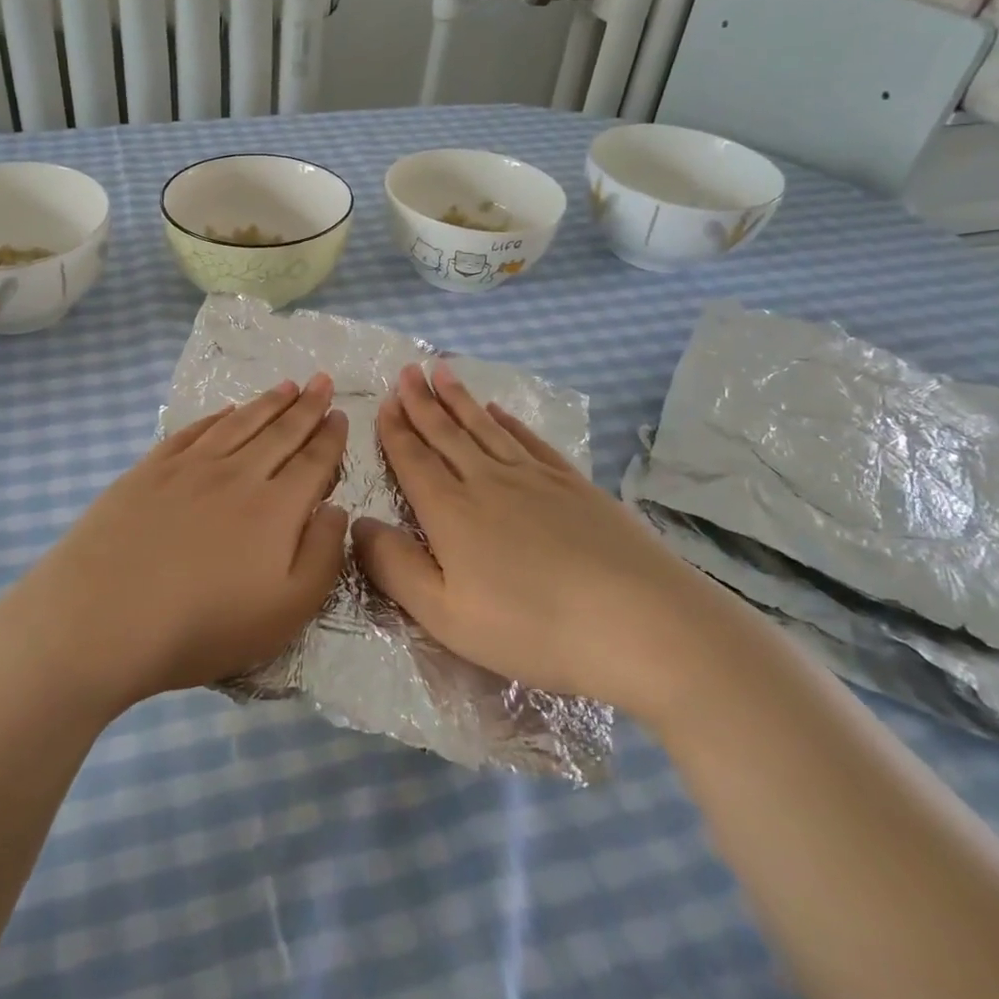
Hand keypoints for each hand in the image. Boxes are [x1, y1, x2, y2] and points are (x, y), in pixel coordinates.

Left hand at [13, 375, 348, 708]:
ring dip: (267, 402)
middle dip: (306, 406)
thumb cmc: (202, 625)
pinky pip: (194, 430)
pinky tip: (227, 410)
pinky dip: (217, 416)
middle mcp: (238, 474)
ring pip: (240, 423)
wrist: (103, 616)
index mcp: (276, 508)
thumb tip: (335, 508)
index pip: (313, 461)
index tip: (340, 413)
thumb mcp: (286, 610)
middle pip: (280, 432)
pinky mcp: (150, 469)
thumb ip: (322, 555)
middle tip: (322, 381)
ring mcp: (190, 467)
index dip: (329, 437)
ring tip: (287, 385)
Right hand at [354, 362, 750, 727]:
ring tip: (443, 372)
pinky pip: (529, 441)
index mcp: (451, 512)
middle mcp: (487, 481)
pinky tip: (500, 411)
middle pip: (447, 433)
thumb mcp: (445, 615)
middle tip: (408, 369)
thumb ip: (395, 568)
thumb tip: (358, 524)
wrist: (640, 623)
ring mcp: (535, 479)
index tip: (385, 400)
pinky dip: (509, 421)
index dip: (396, 430)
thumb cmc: (532, 628)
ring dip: (460, 399)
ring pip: (485, 428)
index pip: (413, 460)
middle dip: (422, 401)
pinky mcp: (574, 485)